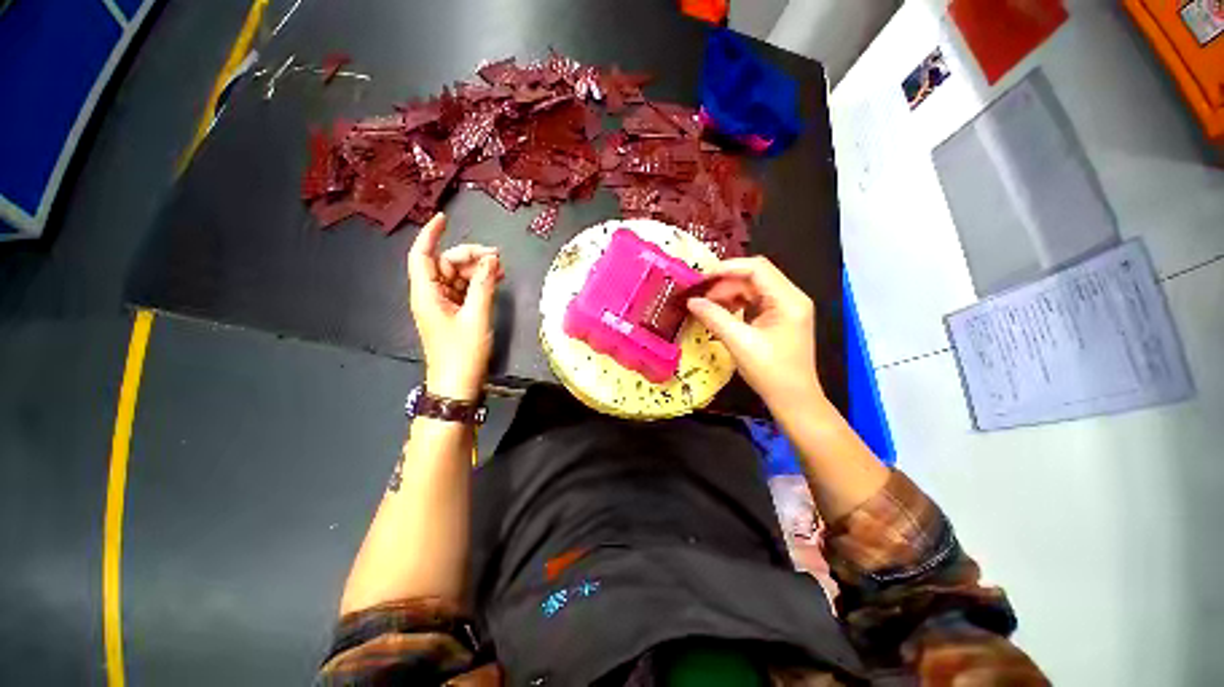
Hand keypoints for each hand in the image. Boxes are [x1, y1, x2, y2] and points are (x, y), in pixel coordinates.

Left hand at [407, 213, 504, 400]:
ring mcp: (442, 305)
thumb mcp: (476, 317)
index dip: (431, 234)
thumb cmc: (463, 353)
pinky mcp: (453, 314)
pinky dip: (478, 284)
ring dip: (477, 271)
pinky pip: (463, 290)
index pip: (422, 255)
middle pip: (445, 264)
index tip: (444, 218)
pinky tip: (495, 281)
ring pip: (456, 277)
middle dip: (469, 256)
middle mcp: (430, 295)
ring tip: (500, 270)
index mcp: (427, 293)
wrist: (457, 385)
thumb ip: (484, 286)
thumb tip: (491, 260)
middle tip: (496, 258)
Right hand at [686, 256, 823, 410]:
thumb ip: (714, 318)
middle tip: (700, 296)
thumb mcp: (739, 343)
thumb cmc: (771, 372)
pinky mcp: (779, 318)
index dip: (727, 268)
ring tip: (706, 305)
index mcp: (789, 300)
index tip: (701, 278)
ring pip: (752, 289)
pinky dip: (735, 304)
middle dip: (725, 283)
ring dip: (728, 294)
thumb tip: (691, 301)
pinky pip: (754, 302)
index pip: (757, 268)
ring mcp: (786, 308)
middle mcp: (791, 298)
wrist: (793, 400)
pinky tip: (720, 312)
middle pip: (755, 277)